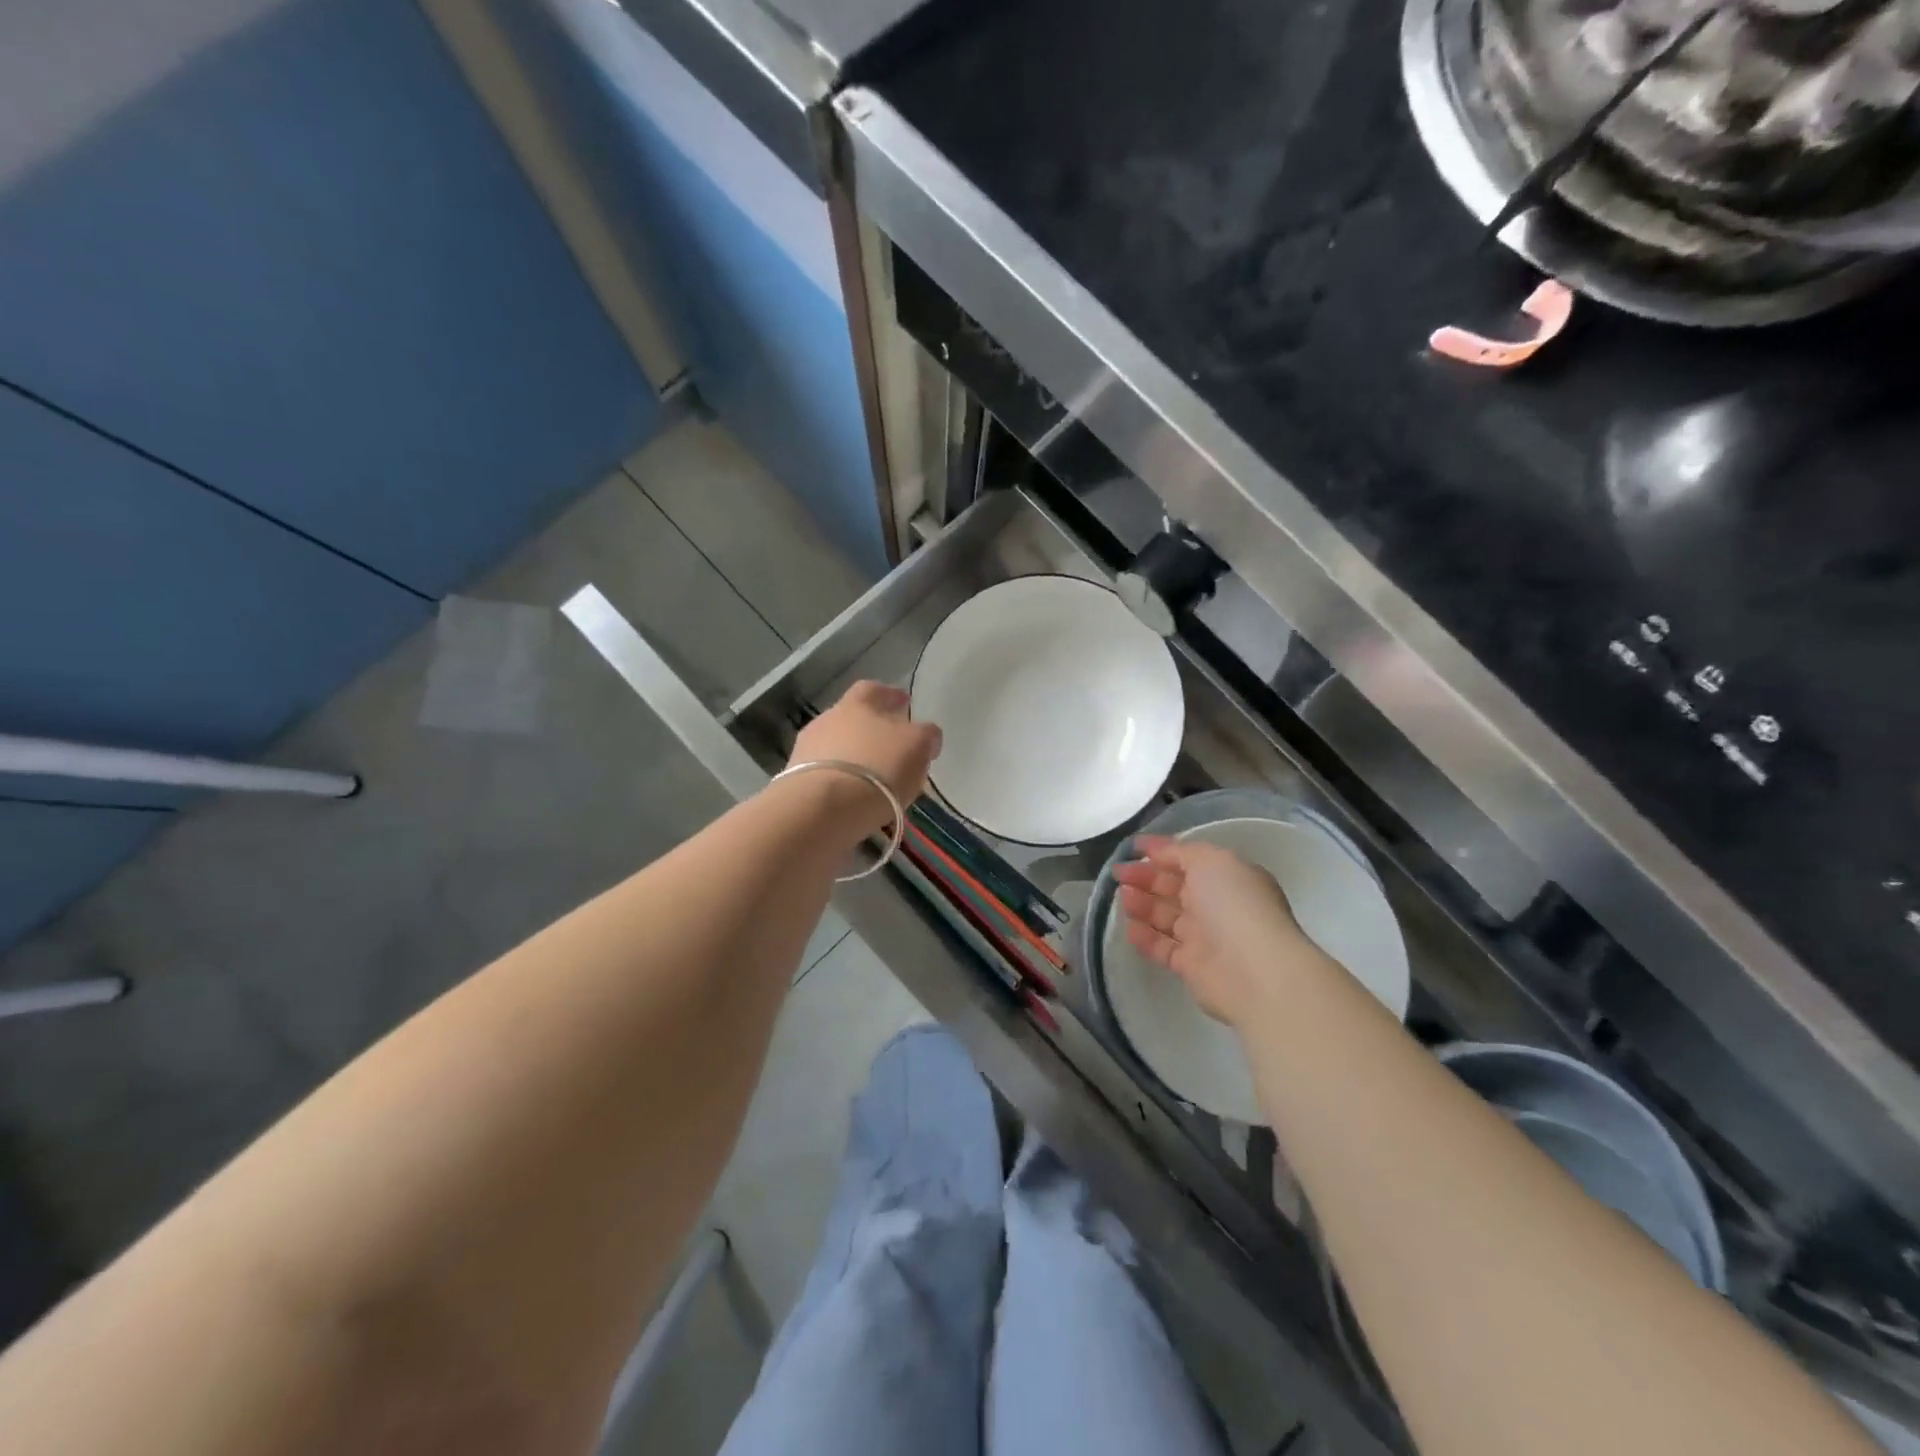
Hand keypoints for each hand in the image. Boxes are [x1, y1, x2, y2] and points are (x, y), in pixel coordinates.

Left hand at [786, 681, 942, 834]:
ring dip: (855, 760)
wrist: (822, 809)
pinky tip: (855, 799)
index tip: (905, 704)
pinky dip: (842, 784)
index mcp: (856, 703)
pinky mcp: (796, 783)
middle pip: (852, 719)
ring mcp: (806, 751)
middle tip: (892, 749)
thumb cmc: (877, 768)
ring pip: (837, 749)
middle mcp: (826, 720)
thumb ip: (926, 735)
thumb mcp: (917, 746)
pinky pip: (827, 778)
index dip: (891, 696)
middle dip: (871, 731)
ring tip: (875, 781)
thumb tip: (927, 735)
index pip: (874, 690)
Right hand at [1112, 835, 1306, 1028]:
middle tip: (1119, 874)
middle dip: (1145, 877)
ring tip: (1122, 897)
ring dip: (1142, 904)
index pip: (1188, 859)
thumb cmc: (1234, 904)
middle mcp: (1217, 905)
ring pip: (1166, 916)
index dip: (1160, 851)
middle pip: (1174, 887)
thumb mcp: (1210, 860)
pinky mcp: (1192, 966)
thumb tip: (1157, 851)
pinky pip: (1162, 947)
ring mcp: (1205, 936)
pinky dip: (1145, 937)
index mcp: (1227, 877)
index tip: (1132, 848)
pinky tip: (1128, 928)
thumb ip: (1180, 852)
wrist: (1255, 970)